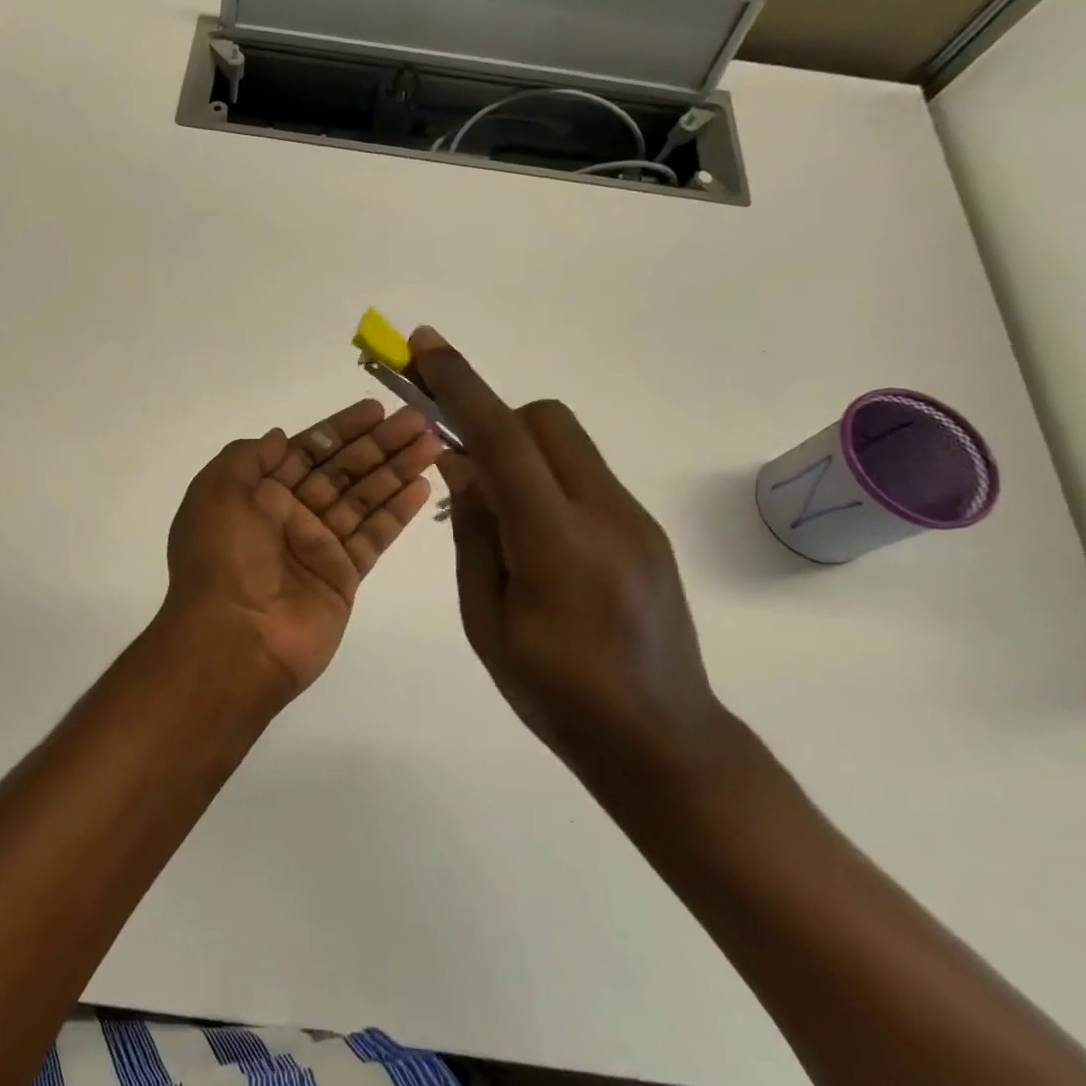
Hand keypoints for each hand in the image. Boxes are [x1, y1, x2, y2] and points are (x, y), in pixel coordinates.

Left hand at [162, 398, 442, 698]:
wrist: (234, 640)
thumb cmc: (221, 557)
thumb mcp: (216, 492)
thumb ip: (248, 457)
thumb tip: (279, 437)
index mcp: (257, 493)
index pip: (307, 450)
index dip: (340, 429)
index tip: (375, 409)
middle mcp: (289, 515)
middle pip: (341, 470)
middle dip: (378, 444)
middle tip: (419, 419)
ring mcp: (319, 545)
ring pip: (364, 498)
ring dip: (396, 470)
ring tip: (434, 443)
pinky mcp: (344, 576)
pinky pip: (374, 535)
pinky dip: (398, 511)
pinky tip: (423, 485)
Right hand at [408, 328, 724, 784]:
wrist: (661, 740)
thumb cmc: (555, 694)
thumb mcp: (486, 621)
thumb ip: (473, 533)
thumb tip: (460, 462)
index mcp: (557, 543)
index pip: (504, 439)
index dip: (461, 385)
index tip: (424, 344)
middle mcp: (605, 514)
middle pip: (544, 420)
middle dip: (494, 420)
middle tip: (462, 467)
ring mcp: (634, 519)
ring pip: (567, 444)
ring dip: (520, 451)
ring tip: (496, 515)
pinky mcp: (645, 529)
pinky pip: (583, 476)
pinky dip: (545, 480)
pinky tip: (534, 539)